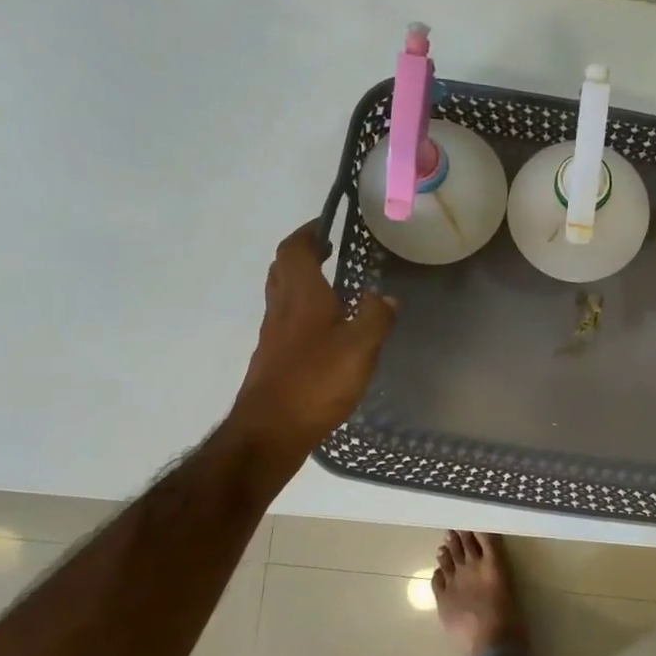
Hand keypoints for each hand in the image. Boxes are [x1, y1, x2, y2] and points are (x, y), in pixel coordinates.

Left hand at [229, 222, 395, 471]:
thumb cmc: (316, 383)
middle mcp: (282, 310)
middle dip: (302, 253)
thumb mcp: (360, 348)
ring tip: (331, 286)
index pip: (294, 250)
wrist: (270, 431)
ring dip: (301, 281)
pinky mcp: (273, 359)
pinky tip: (325, 330)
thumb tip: (386, 297)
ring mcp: (273, 336)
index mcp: (302, 298)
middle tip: (328, 251)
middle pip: (282, 269)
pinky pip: (286, 321)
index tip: (326, 225)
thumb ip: (376, 318)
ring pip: (282, 294)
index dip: (307, 233)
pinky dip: (302, 311)